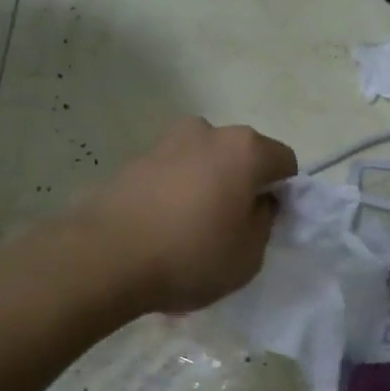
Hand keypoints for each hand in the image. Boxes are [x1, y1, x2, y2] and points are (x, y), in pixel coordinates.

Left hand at [77, 117, 297, 313]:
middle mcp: (207, 132)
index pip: (284, 162)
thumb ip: (264, 221)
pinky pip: (171, 175)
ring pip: (203, 163)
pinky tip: (162, 230)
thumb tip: (257, 202)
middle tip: (231, 227)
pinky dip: (175, 194)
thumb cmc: (191, 255)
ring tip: (190, 231)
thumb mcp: (250, 254)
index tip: (268, 224)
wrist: (105, 258)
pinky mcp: (133, 160)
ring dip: (206, 187)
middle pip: (241, 156)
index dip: (284, 193)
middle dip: (242, 185)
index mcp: (244, 148)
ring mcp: (166, 142)